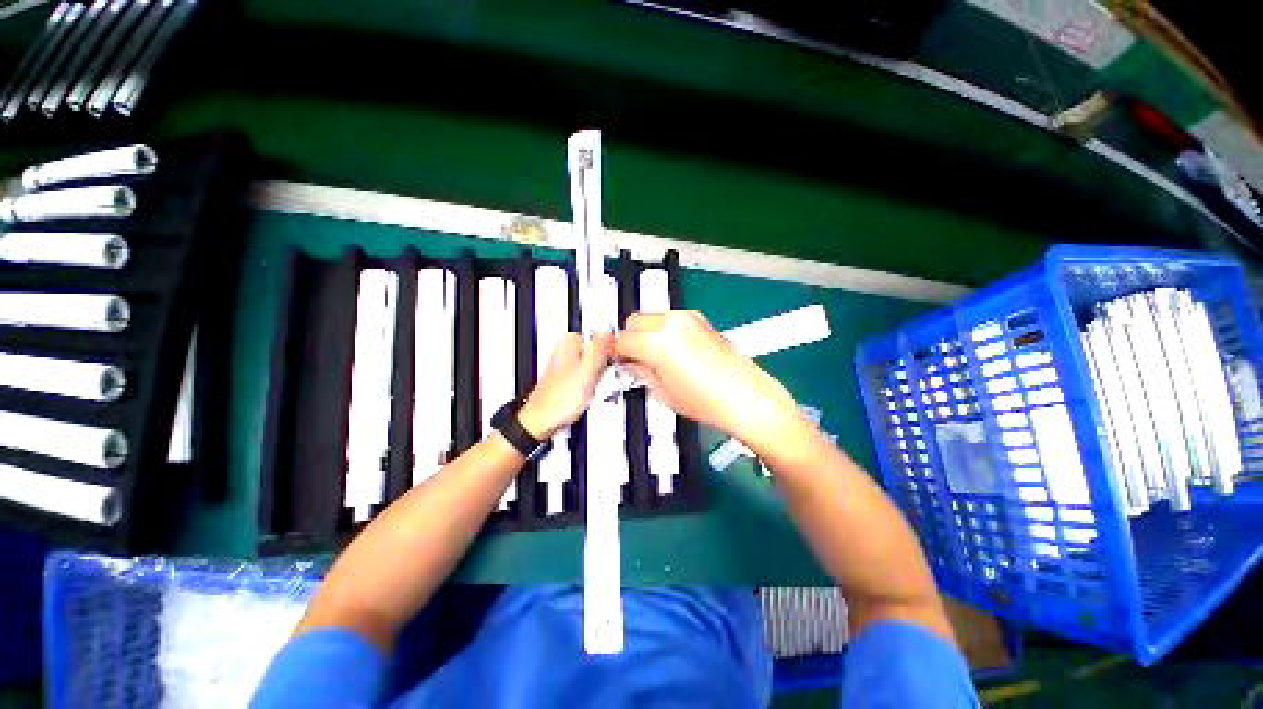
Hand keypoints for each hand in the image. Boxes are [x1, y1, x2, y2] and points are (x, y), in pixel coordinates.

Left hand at [519, 332, 612, 438]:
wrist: (542, 422)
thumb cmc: (559, 400)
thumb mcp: (588, 371)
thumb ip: (599, 350)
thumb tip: (609, 332)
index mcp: (568, 343)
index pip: (599, 335)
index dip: (609, 349)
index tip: (611, 360)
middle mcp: (564, 351)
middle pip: (596, 351)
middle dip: (602, 364)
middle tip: (599, 378)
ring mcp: (564, 366)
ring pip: (592, 365)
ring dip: (596, 376)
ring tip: (591, 388)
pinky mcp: (565, 379)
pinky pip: (585, 377)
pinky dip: (589, 384)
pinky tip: (586, 394)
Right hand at [614, 311, 800, 445]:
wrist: (748, 398)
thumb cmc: (711, 402)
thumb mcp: (664, 393)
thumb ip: (641, 373)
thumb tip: (631, 364)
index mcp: (658, 343)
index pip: (622, 339)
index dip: (615, 352)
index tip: (617, 359)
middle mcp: (672, 324)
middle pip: (634, 320)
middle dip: (630, 338)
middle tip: (634, 358)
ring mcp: (688, 319)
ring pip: (652, 317)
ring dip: (647, 333)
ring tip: (655, 357)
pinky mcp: (701, 321)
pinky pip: (671, 319)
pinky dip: (664, 331)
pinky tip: (672, 352)